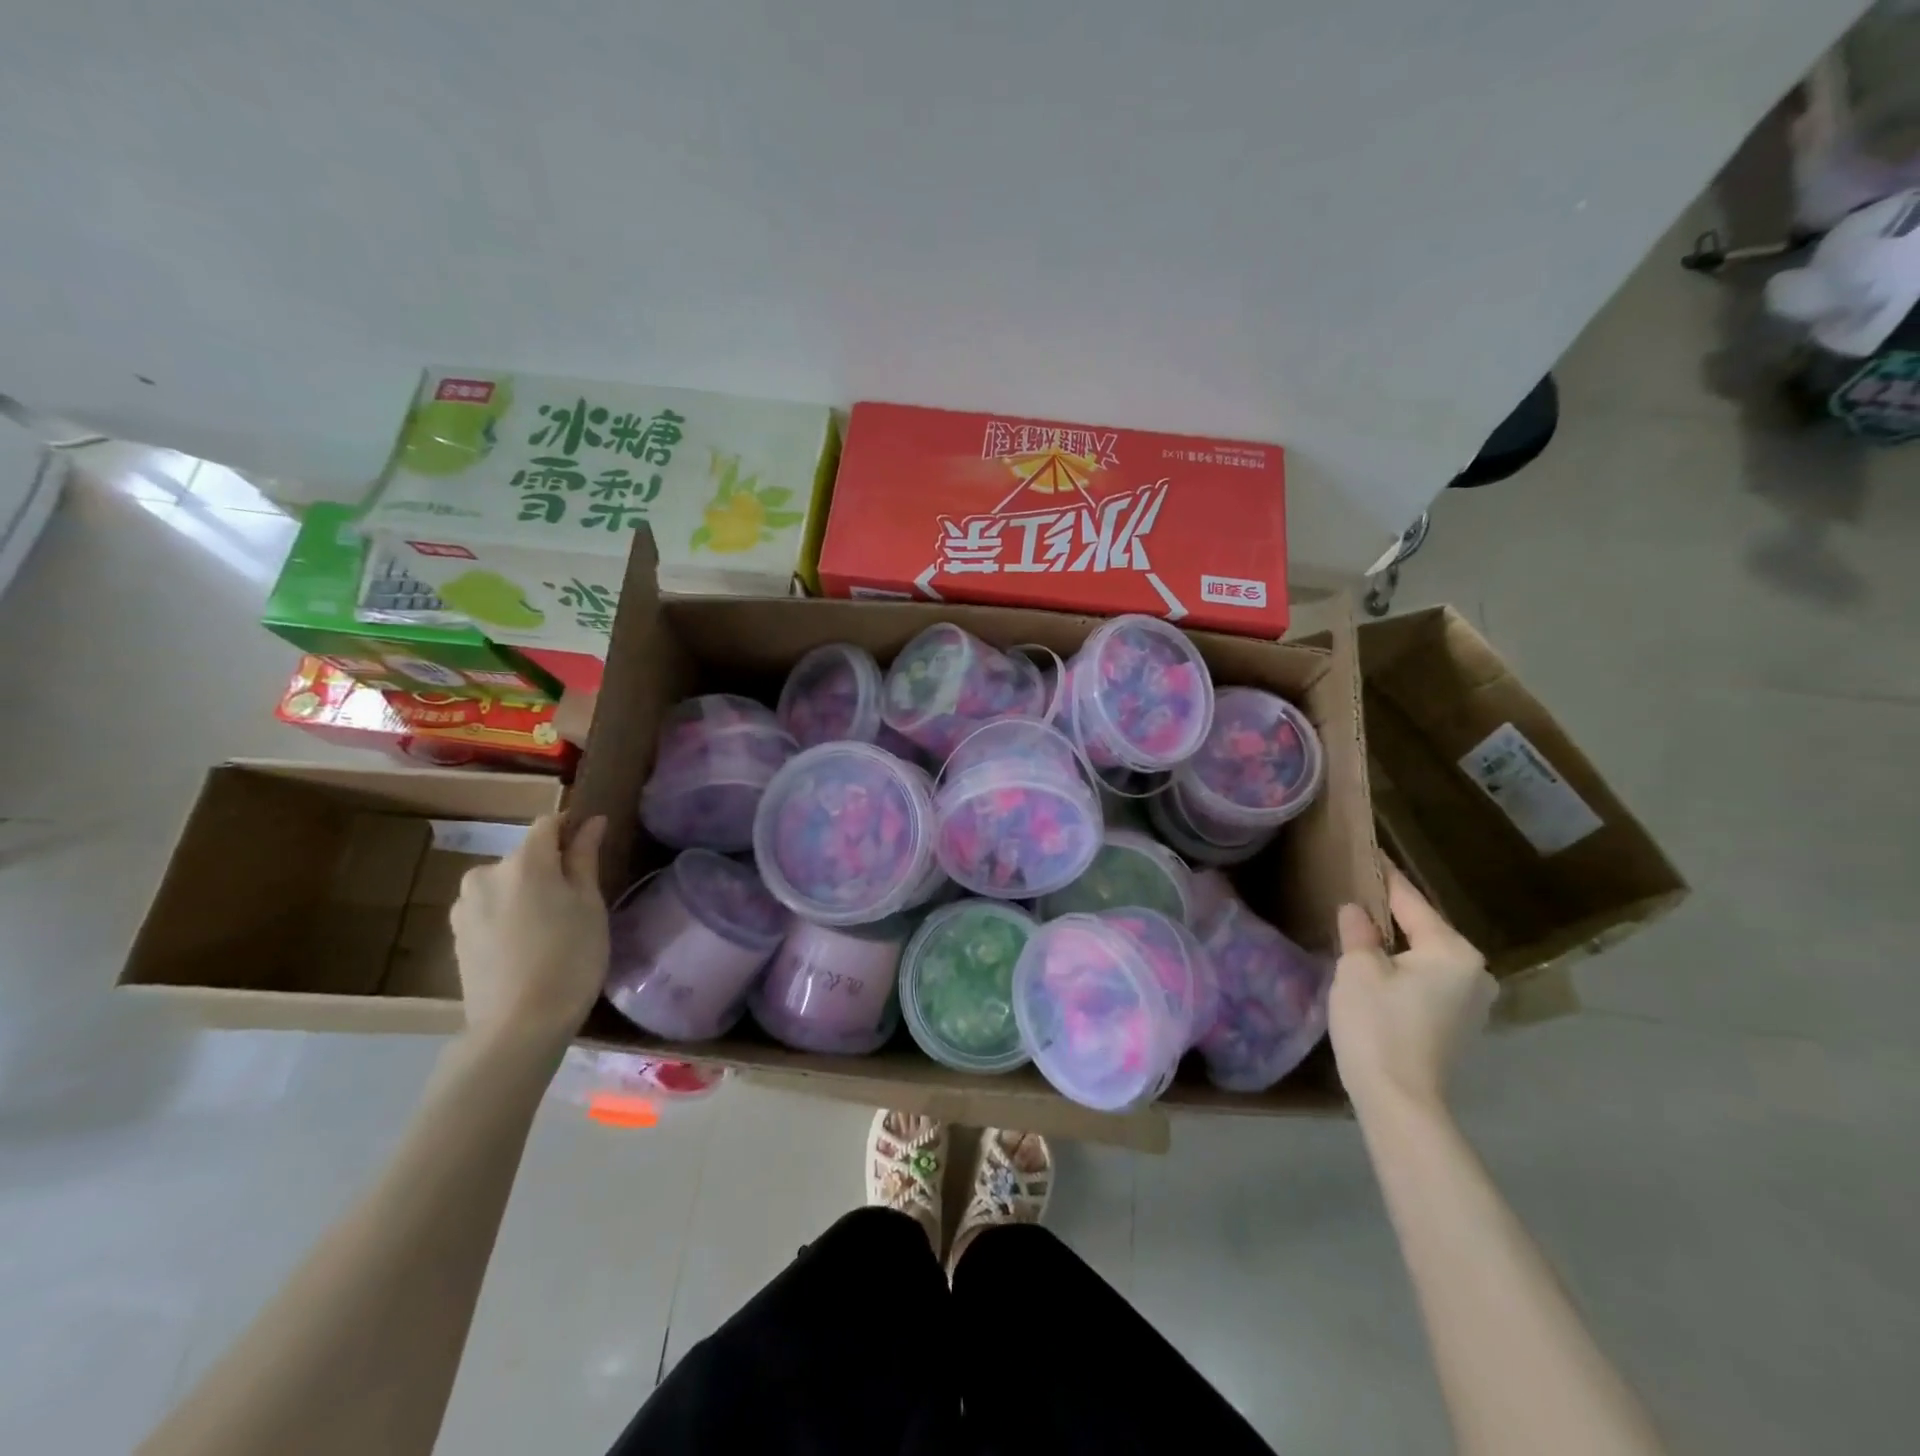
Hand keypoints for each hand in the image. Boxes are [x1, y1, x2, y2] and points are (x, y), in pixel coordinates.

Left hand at [449, 814, 609, 1051]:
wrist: (519, 1026)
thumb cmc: (570, 958)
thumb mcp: (590, 905)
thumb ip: (585, 858)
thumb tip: (592, 821)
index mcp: (525, 861)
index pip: (548, 824)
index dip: (571, 829)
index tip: (590, 849)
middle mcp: (486, 873)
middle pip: (525, 856)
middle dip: (549, 868)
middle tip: (576, 901)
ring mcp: (465, 905)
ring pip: (505, 883)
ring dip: (526, 892)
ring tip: (549, 927)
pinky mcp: (456, 934)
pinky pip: (490, 908)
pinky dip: (508, 915)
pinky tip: (525, 945)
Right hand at [1330, 868, 1495, 1118]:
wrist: (1399, 1100)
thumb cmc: (1378, 1026)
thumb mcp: (1358, 969)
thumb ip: (1359, 932)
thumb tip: (1356, 910)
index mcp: (1453, 950)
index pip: (1411, 901)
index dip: (1385, 876)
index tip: (1370, 852)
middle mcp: (1475, 970)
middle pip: (1424, 928)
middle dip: (1391, 911)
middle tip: (1358, 889)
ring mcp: (1472, 1000)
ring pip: (1428, 955)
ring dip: (1399, 941)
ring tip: (1364, 924)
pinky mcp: (1460, 1022)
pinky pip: (1430, 978)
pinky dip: (1407, 966)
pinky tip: (1381, 964)